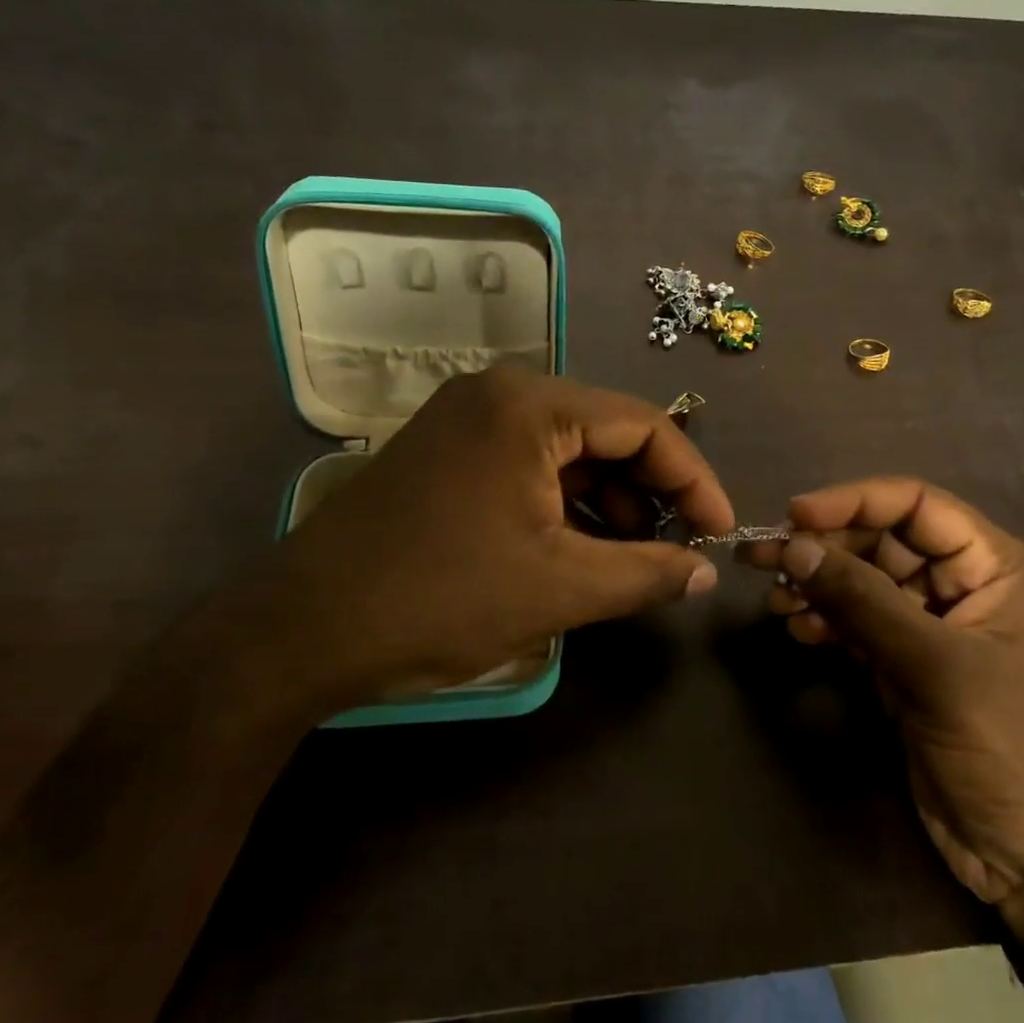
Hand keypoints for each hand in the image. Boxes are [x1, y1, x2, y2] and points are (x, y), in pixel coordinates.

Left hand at [234, 367, 733, 726]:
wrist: (303, 630)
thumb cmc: (442, 598)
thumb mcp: (560, 589)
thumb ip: (646, 574)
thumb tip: (705, 574)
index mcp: (531, 405)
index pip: (642, 425)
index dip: (693, 478)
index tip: (721, 532)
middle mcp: (499, 392)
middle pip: (606, 430)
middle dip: (651, 489)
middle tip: (679, 545)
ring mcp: (466, 417)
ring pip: (568, 448)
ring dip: (608, 498)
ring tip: (633, 555)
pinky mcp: (447, 449)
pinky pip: (529, 462)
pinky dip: (564, 500)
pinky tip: (580, 545)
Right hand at [744, 478, 1023, 948]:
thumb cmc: (1016, 750)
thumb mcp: (939, 668)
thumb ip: (864, 601)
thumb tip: (793, 545)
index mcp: (995, 566)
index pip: (917, 505)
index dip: (854, 501)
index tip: (794, 516)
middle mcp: (964, 586)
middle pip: (882, 541)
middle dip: (824, 546)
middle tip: (761, 555)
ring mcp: (933, 629)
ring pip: (863, 583)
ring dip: (817, 584)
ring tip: (774, 598)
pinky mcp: (907, 667)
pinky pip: (857, 624)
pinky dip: (826, 621)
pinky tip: (798, 629)